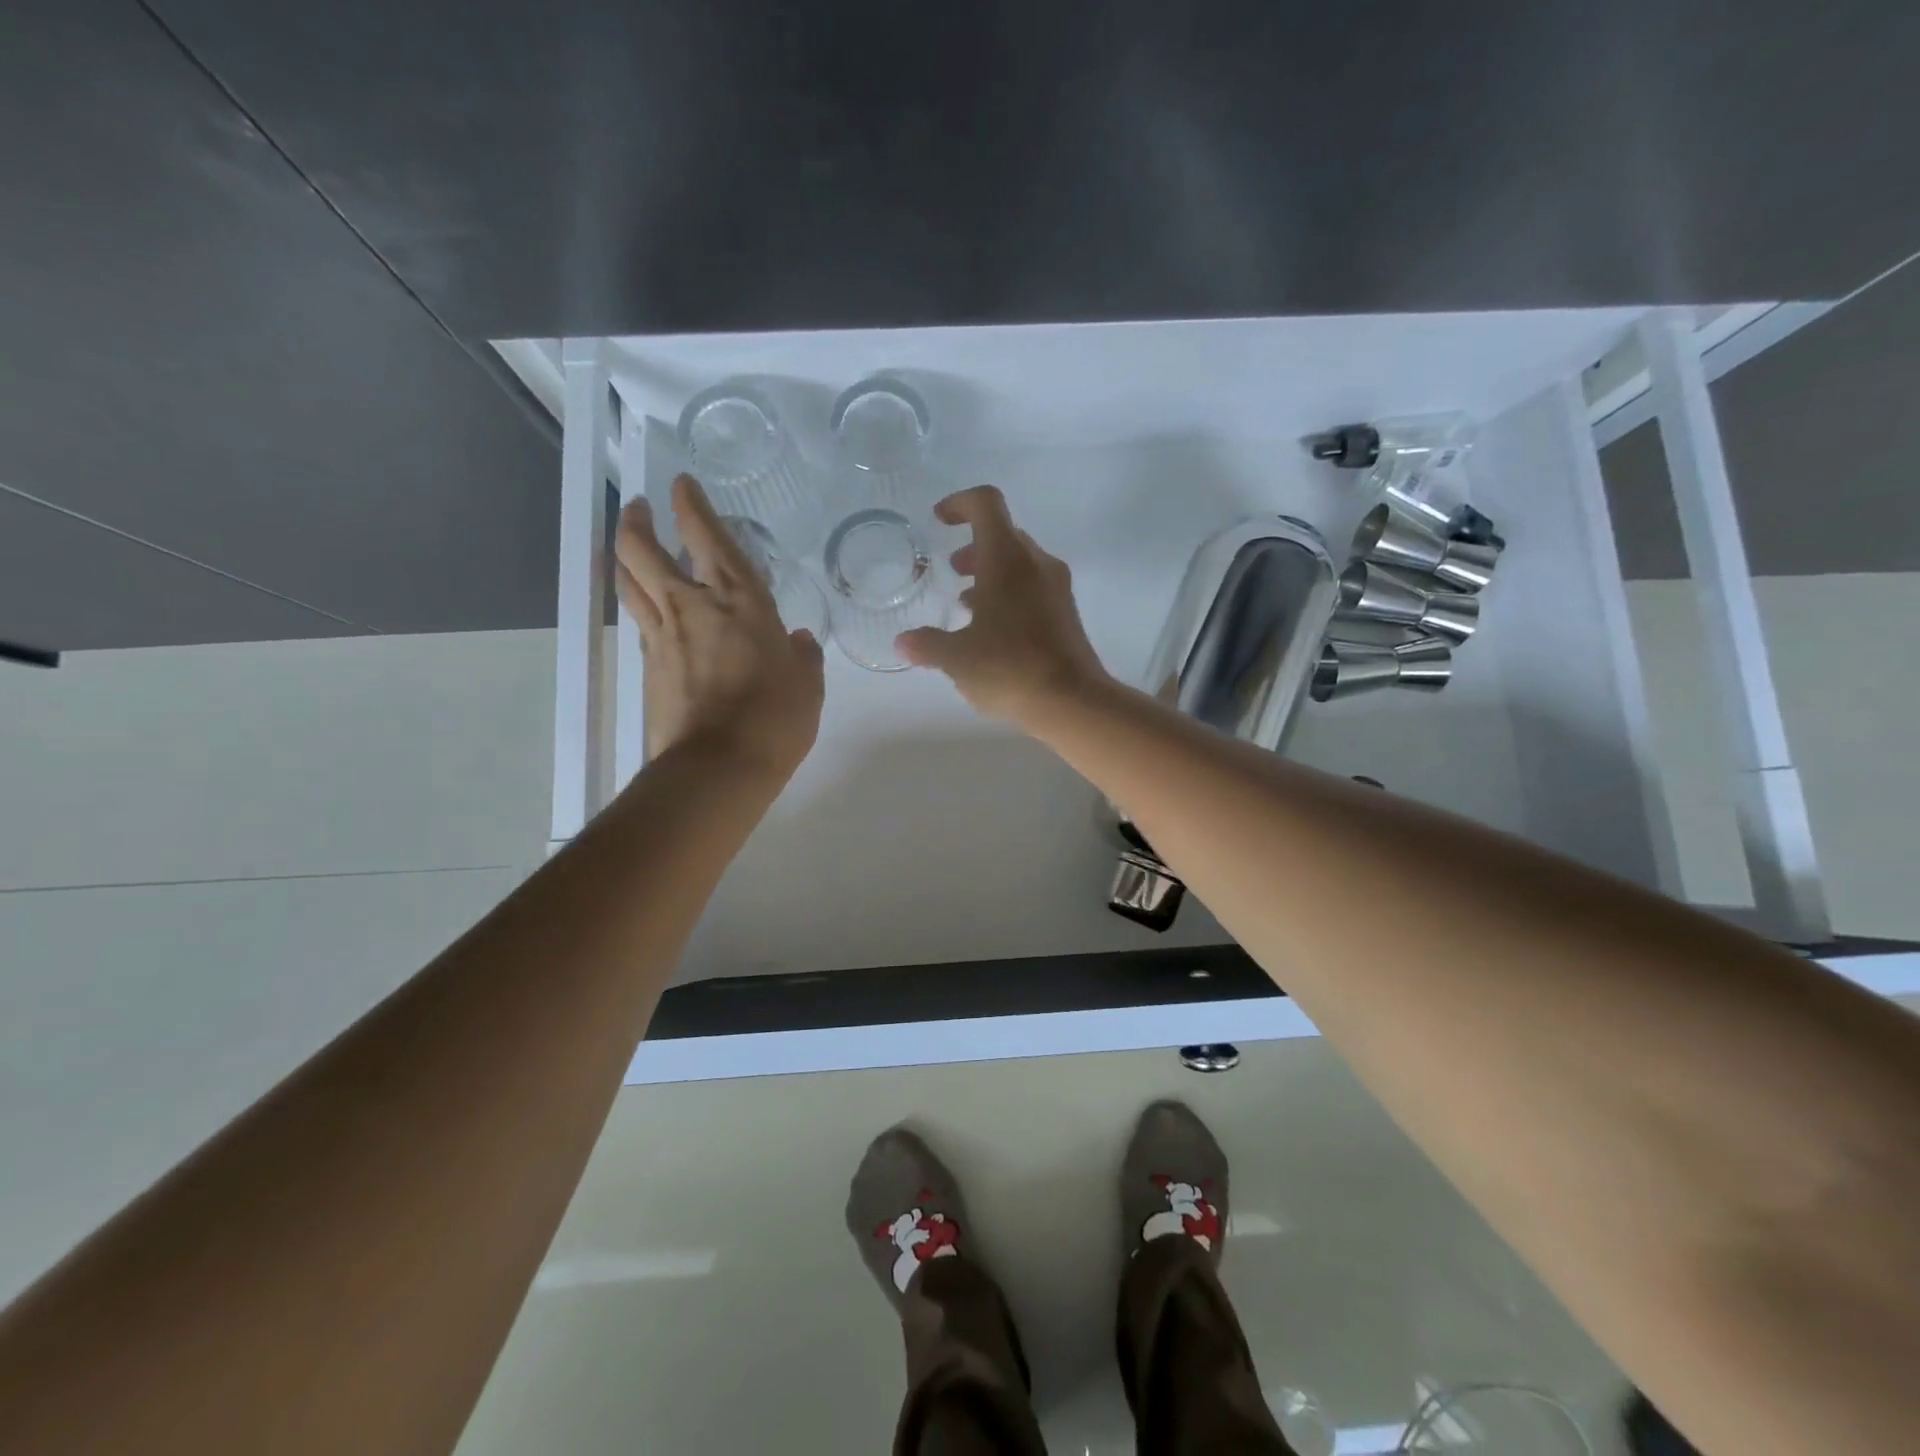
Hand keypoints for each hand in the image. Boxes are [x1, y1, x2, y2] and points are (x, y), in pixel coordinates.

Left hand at [614, 475, 824, 775]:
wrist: (718, 767)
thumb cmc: (775, 718)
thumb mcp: (807, 684)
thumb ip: (804, 655)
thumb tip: (800, 640)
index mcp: (739, 600)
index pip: (707, 537)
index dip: (691, 505)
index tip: (681, 484)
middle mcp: (692, 606)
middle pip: (642, 549)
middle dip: (637, 520)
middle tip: (642, 508)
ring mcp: (662, 637)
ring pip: (628, 581)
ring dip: (625, 555)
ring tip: (632, 548)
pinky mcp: (648, 667)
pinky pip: (639, 620)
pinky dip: (640, 602)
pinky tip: (652, 609)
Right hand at [897, 485, 1108, 723]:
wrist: (1072, 701)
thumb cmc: (1009, 668)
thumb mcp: (957, 658)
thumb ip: (927, 645)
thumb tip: (903, 642)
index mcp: (1007, 559)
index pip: (986, 504)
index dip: (959, 503)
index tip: (939, 520)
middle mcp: (1036, 564)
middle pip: (1003, 534)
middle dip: (973, 547)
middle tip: (951, 570)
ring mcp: (1057, 588)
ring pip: (1019, 564)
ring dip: (991, 574)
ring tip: (966, 605)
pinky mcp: (1067, 614)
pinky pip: (1033, 588)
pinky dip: (1009, 595)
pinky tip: (992, 631)